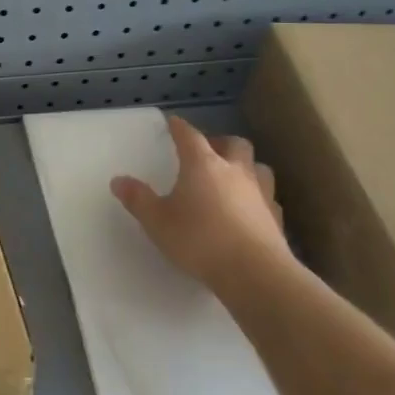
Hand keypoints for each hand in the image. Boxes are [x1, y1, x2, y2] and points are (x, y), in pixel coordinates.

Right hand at [110, 114, 293, 292]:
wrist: (254, 272)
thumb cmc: (199, 240)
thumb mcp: (157, 221)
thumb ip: (138, 199)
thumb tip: (118, 180)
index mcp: (203, 165)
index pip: (190, 136)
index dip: (179, 127)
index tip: (173, 122)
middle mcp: (235, 171)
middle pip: (234, 144)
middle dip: (220, 142)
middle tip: (208, 151)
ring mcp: (260, 193)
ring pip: (258, 166)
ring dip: (245, 166)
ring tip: (233, 176)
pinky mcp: (276, 217)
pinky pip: (268, 197)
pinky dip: (257, 196)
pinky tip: (249, 209)